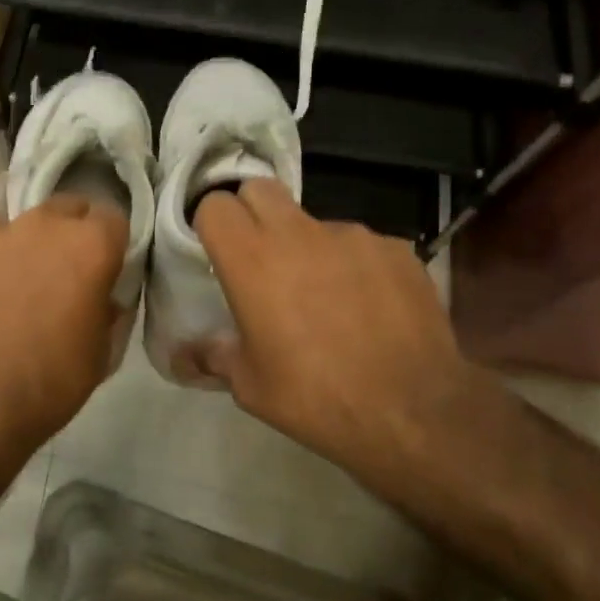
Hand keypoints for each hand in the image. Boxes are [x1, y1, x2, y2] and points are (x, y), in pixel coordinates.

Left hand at [0, 196, 128, 463]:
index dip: (111, 244)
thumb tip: (103, 298)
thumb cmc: (48, 382)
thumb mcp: (100, 354)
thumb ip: (107, 311)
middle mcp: (42, 225)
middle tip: (61, 274)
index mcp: (88, 246)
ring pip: (17, 229)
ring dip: (22, 250)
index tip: (105, 268)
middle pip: (65, 210)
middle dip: (69, 233)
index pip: (113, 220)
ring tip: (9, 292)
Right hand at [194, 180, 481, 484]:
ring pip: (314, 222)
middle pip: (261, 189)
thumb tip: (185, 353)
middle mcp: (298, 232)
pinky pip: (361, 245)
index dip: (212, 224)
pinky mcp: (395, 248)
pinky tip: (370, 308)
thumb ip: (215, 355)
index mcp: (252, 259)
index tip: (218, 253)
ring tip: (327, 297)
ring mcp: (352, 235)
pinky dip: (355, 266)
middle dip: (253, 213)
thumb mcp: (251, 386)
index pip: (215, 205)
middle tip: (261, 258)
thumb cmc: (316, 397)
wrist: (414, 411)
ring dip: (309, 246)